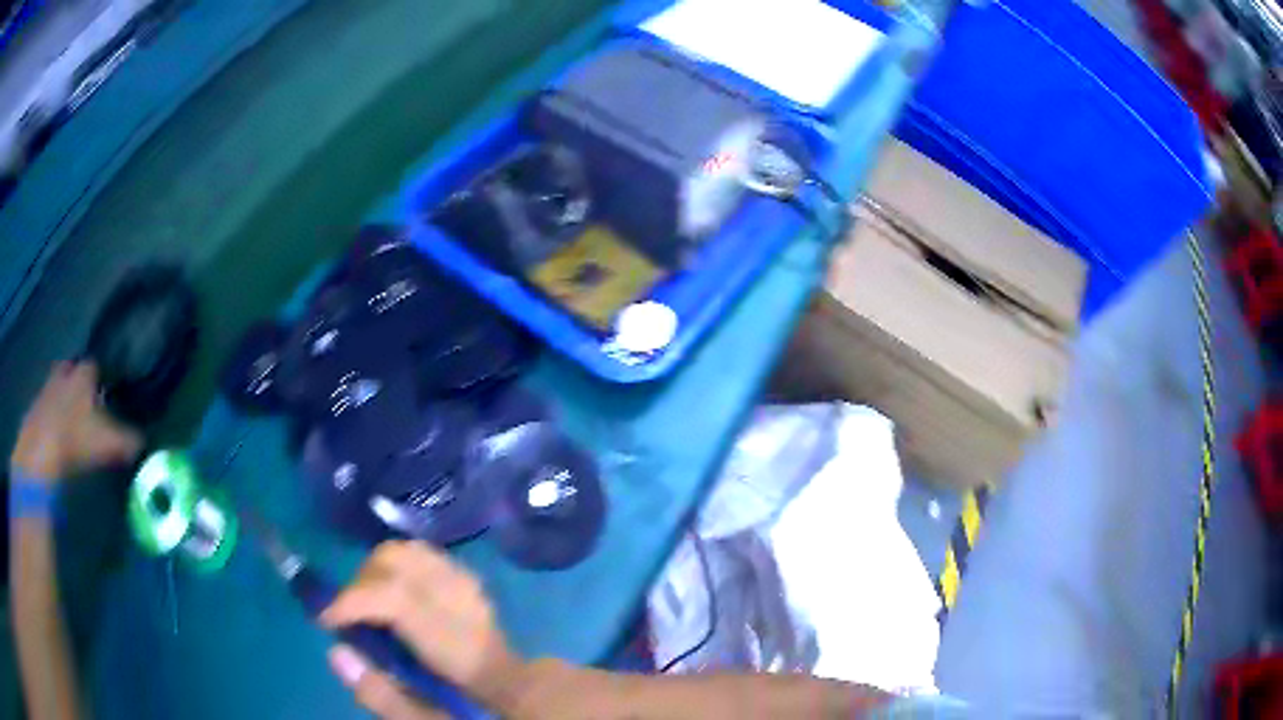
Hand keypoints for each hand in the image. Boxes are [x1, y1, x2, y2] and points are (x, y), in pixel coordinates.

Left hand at [11, 362, 142, 482]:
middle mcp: (66, 370)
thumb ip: (130, 440)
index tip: (111, 393)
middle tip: (89, 404)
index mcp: (84, 372)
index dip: (105, 378)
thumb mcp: (109, 444)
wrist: (40, 450)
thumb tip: (147, 438)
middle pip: (75, 371)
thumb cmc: (76, 438)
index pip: (98, 365)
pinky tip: (59, 434)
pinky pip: (48, 405)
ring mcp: (47, 386)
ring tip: (75, 421)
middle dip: (81, 383)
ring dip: (66, 399)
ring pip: (60, 386)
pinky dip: (54, 415)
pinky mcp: (36, 406)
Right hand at [321, 541, 524, 718]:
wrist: (508, 682)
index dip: (352, 602)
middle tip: (349, 616)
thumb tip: (337, 654)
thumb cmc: (463, 699)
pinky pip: (420, 555)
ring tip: (368, 605)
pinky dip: (395, 568)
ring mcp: (468, 583)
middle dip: (359, 584)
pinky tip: (393, 594)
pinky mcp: (467, 575)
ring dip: (375, 573)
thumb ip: (381, 695)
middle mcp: (463, 600)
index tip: (327, 621)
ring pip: (405, 552)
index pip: (395, 598)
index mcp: (455, 639)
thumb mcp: (425, 712)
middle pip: (395, 561)